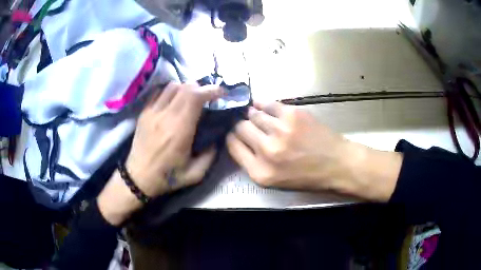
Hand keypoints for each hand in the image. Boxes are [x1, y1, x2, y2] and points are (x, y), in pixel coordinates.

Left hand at [98, 83, 222, 224]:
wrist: (138, 177)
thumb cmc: (167, 177)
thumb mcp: (195, 174)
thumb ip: (210, 155)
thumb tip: (216, 138)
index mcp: (179, 131)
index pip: (195, 97)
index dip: (210, 90)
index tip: (220, 93)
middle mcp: (165, 116)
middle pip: (185, 87)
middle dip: (201, 87)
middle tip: (207, 96)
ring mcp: (152, 112)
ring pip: (172, 86)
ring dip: (185, 88)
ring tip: (191, 98)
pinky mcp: (144, 113)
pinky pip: (159, 92)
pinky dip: (170, 91)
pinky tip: (174, 101)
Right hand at [227, 101, 401, 200]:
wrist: (337, 164)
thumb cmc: (307, 176)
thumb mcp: (275, 181)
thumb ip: (253, 163)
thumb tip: (239, 139)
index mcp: (260, 172)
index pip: (232, 145)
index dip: (232, 137)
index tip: (237, 134)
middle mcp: (267, 151)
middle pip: (240, 128)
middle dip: (242, 125)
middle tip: (248, 124)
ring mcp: (280, 130)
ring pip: (253, 114)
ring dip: (253, 114)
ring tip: (258, 116)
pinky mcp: (292, 115)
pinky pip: (268, 104)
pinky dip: (263, 104)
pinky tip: (263, 106)